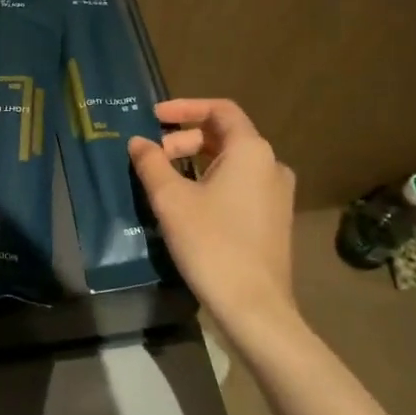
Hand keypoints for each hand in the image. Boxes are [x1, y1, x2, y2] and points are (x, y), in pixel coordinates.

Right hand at [128, 99, 298, 352]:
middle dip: (185, 140)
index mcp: (251, 151)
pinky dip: (212, 182)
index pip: (220, 110)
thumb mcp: (171, 200)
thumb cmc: (211, 244)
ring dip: (196, 162)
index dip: (185, 107)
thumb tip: (138, 142)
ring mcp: (277, 194)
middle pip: (224, 136)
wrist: (254, 307)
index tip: (154, 117)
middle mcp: (271, 165)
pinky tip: (189, 206)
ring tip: (166, 182)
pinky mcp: (274, 219)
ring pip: (232, 163)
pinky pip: (240, 185)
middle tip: (154, 158)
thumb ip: (152, 163)